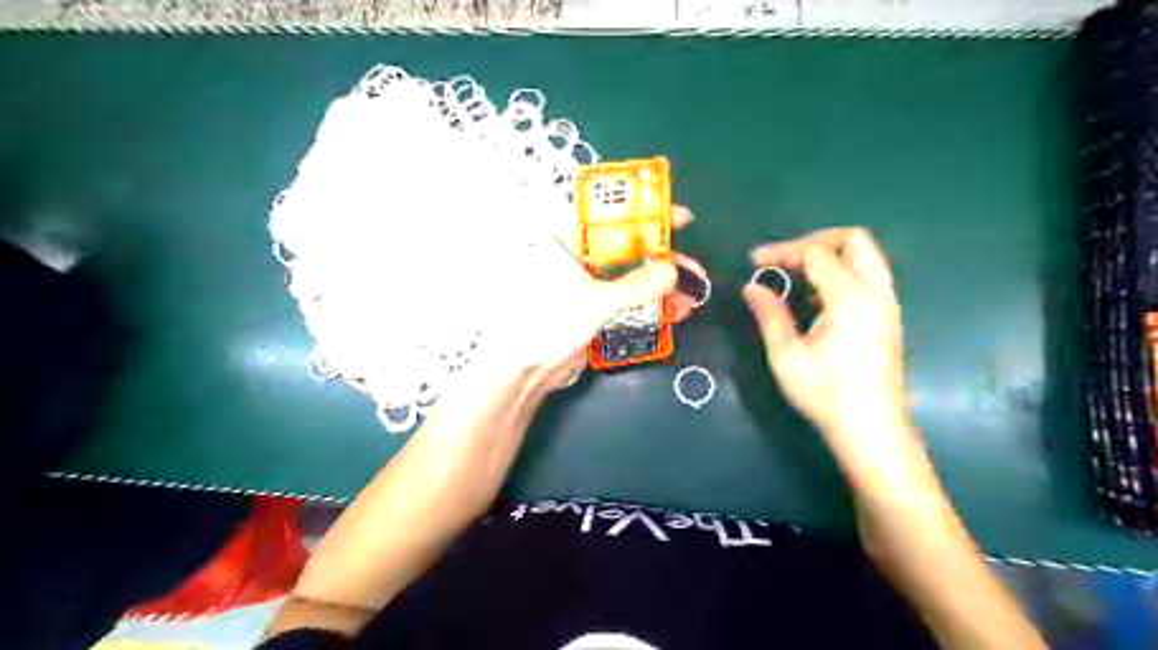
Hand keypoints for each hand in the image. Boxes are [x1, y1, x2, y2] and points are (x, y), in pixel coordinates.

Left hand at [471, 205, 705, 393]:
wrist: (527, 371)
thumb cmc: (551, 323)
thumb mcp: (598, 301)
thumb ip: (638, 286)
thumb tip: (674, 271)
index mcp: (570, 242)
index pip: (613, 216)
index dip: (648, 214)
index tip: (680, 219)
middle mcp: (580, 258)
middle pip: (629, 249)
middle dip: (664, 260)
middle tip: (694, 271)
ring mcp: (589, 285)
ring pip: (632, 277)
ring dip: (662, 287)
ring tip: (691, 299)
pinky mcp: (595, 309)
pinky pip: (628, 301)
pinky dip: (649, 306)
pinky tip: (674, 314)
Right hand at [746, 230, 907, 453]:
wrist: (870, 428)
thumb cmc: (825, 393)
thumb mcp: (787, 356)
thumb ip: (770, 315)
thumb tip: (752, 287)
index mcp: (850, 298)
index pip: (816, 253)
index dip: (782, 251)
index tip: (754, 262)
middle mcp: (876, 292)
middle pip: (854, 239)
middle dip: (816, 240)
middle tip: (785, 258)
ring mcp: (887, 304)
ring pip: (867, 255)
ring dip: (831, 253)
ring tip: (798, 273)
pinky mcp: (889, 316)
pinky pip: (869, 274)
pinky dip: (843, 269)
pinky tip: (818, 294)